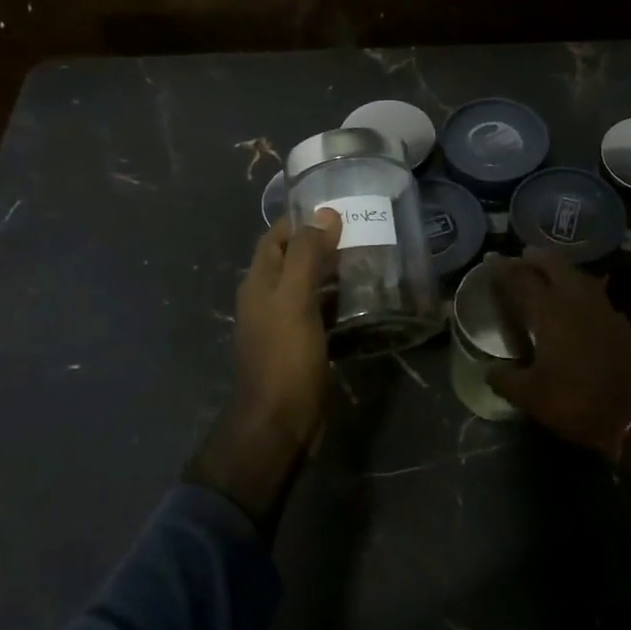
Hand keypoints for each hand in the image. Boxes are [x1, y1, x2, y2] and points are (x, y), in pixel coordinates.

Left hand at [186, 211, 341, 528]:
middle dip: (322, 244)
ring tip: (371, 260)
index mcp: (259, 282)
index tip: (336, 206)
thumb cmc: (284, 356)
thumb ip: (307, 255)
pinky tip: (365, 300)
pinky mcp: (302, 347)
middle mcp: (267, 299)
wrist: (278, 423)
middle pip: (293, 260)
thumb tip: (325, 213)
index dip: (300, 219)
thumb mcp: (295, 299)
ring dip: (334, 273)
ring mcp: (284, 325)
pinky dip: (339, 303)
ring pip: (309, 287)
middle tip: (362, 232)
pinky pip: (321, 314)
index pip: (275, 237)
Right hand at [485, 253, 630, 457]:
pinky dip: (578, 288)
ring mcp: (602, 308)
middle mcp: (575, 300)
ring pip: (577, 275)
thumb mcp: (532, 397)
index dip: (503, 268)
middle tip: (520, 258)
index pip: (521, 279)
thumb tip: (488, 370)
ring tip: (545, 273)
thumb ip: (505, 379)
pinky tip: (574, 301)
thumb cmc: (578, 402)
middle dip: (534, 258)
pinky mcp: (620, 321)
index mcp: (550, 312)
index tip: (490, 260)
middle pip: (553, 264)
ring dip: (558, 269)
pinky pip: (593, 292)